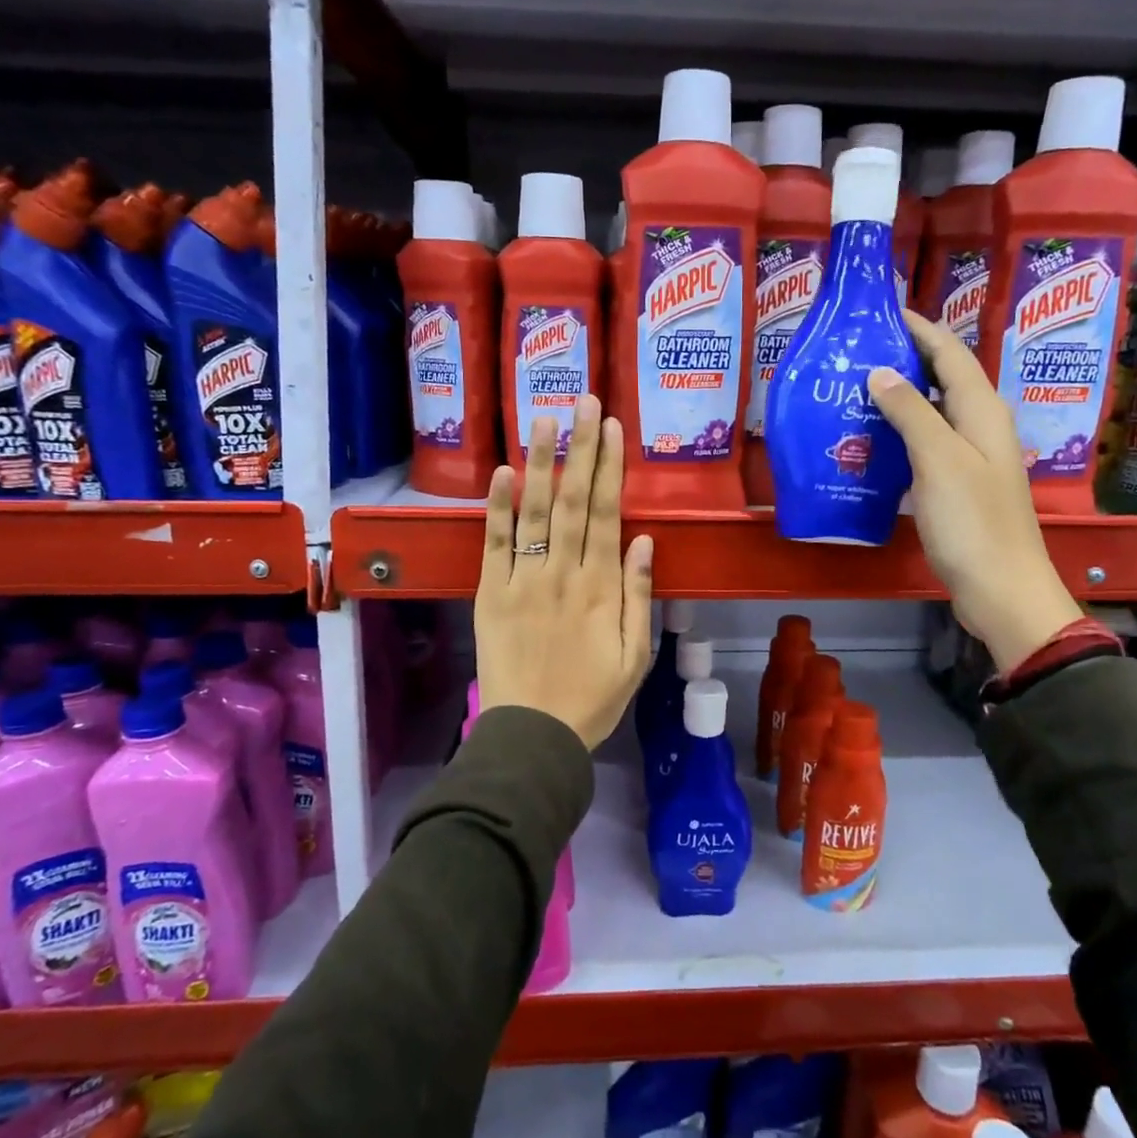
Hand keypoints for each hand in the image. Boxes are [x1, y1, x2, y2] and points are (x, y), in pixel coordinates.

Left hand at [475, 395, 654, 750]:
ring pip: (535, 512)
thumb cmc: (592, 698)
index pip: (607, 514)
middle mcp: (564, 574)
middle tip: (582, 402)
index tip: (610, 428)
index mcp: (602, 588)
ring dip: (540, 462)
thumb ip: (640, 596)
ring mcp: (524, 581)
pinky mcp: (491, 594)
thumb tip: (645, 540)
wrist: (533, 735)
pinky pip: (494, 544)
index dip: (609, 468)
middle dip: (579, 448)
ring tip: (544, 418)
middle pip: (574, 501)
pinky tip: (502, 471)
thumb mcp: (636, 656)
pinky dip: (498, 507)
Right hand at [867, 310, 1079, 672]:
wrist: (1001, 588)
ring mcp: (971, 457)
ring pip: (934, 412)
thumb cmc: (971, 522)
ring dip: (901, 396)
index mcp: (982, 411)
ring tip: (856, 388)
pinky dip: (902, 433)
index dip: (920, 328)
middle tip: (858, 351)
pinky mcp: (958, 485)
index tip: (883, 311)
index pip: (950, 353)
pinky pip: (928, 444)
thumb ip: (911, 412)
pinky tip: (872, 440)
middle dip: (906, 358)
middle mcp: (981, 426)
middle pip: (944, 378)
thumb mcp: (938, 460)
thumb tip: (880, 372)